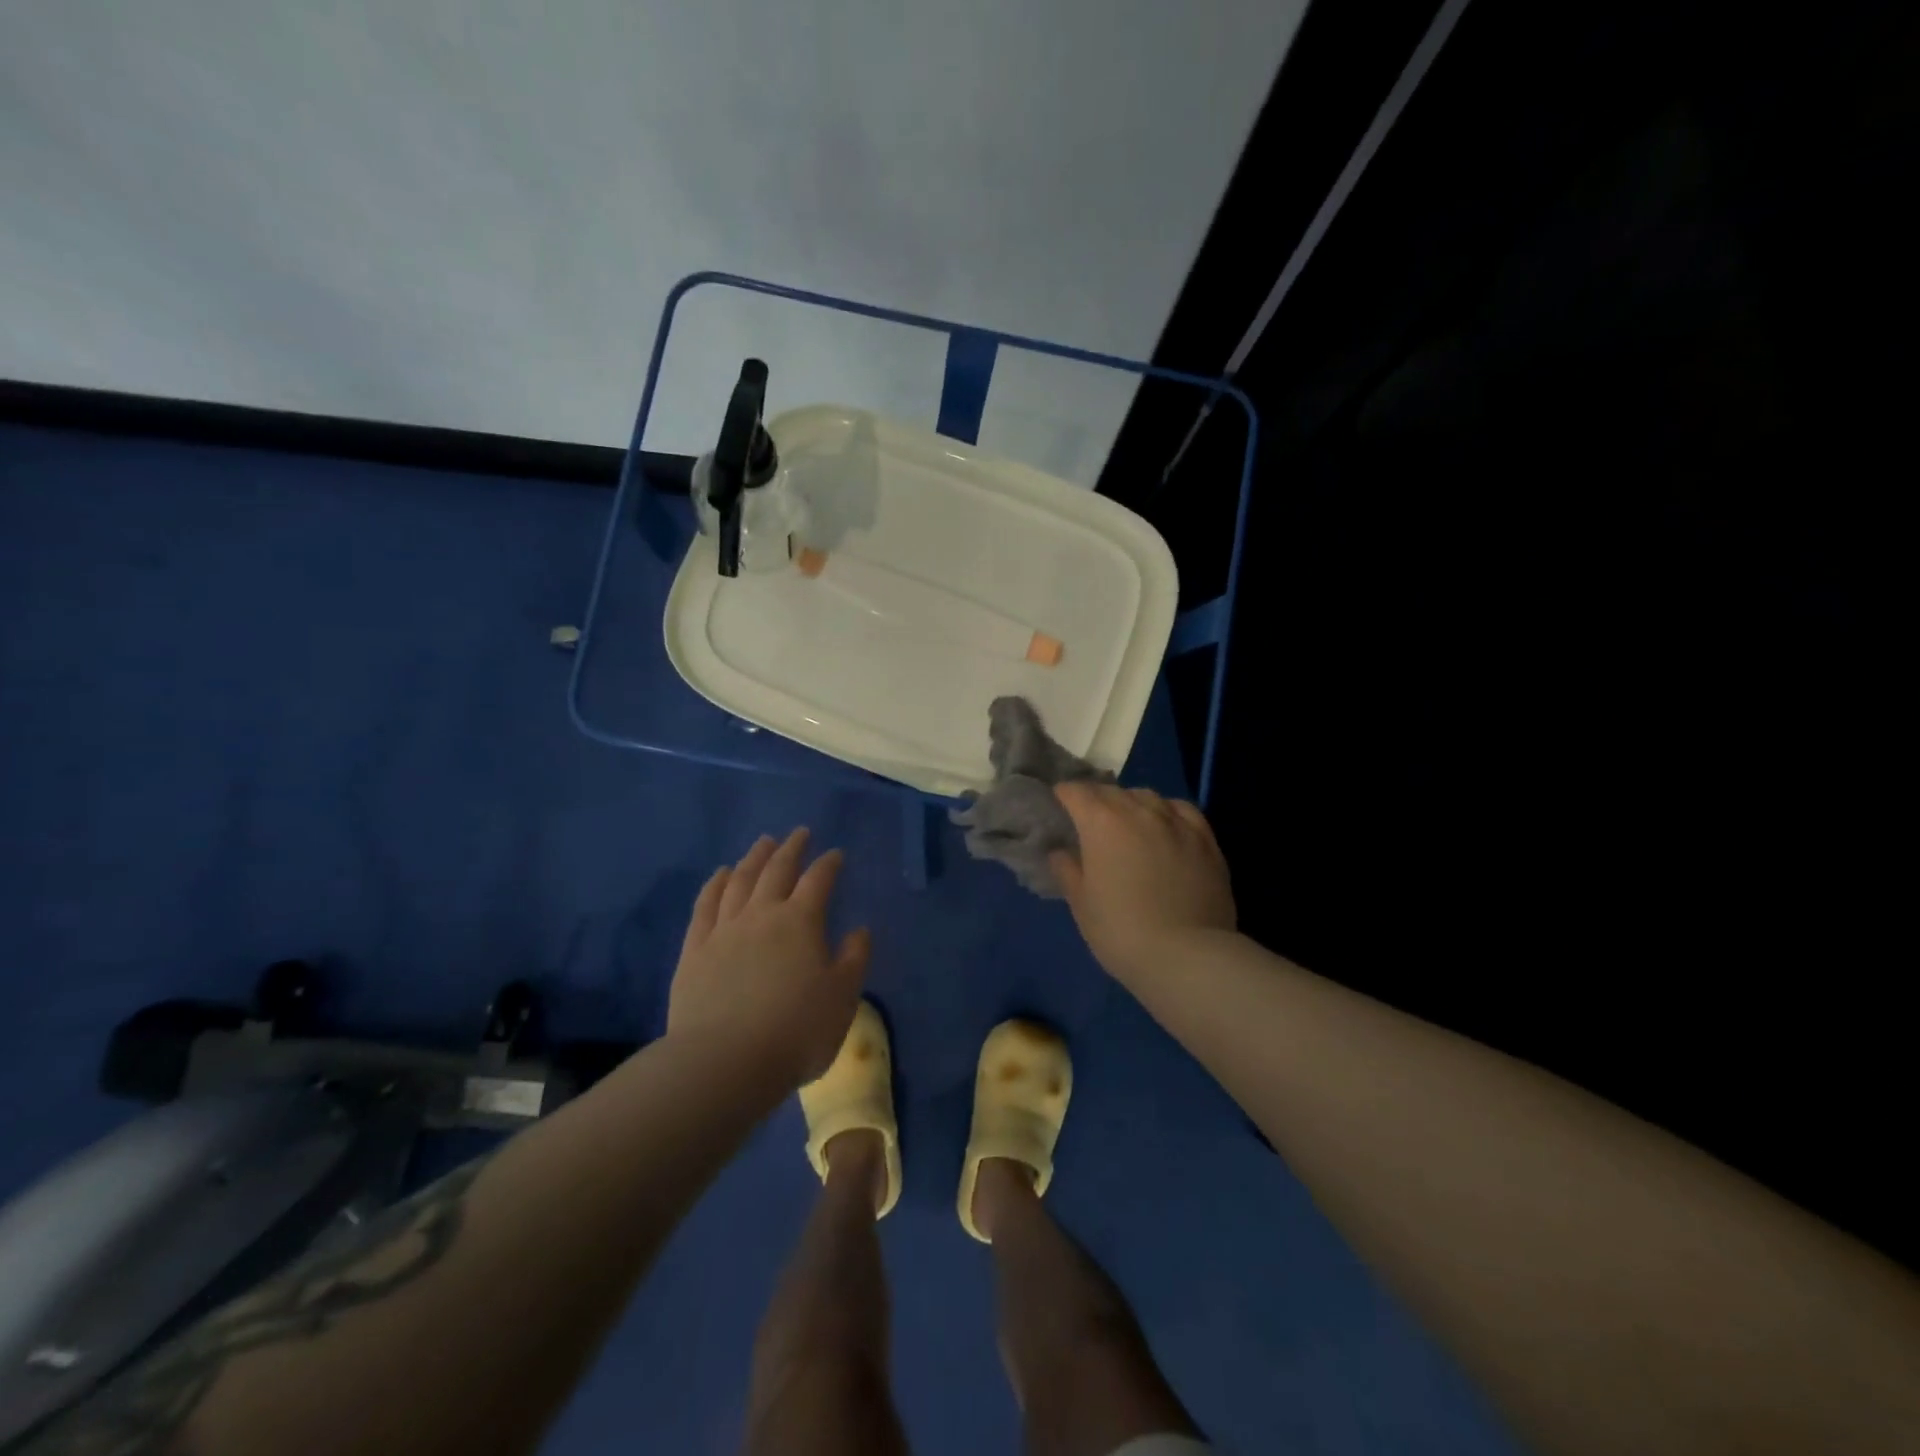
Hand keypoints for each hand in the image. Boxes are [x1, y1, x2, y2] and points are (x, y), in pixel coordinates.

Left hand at [668, 828, 872, 1086]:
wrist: (724, 1062)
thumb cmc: (795, 1031)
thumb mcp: (842, 998)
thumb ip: (854, 959)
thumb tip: (859, 930)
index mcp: (801, 921)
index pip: (819, 880)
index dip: (829, 864)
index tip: (836, 854)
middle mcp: (762, 914)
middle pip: (777, 870)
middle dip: (791, 848)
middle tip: (799, 833)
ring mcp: (724, 929)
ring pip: (741, 880)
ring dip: (754, 857)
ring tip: (763, 842)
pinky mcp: (695, 949)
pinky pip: (705, 905)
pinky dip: (716, 884)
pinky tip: (721, 874)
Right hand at [1051, 784, 1236, 981]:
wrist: (1188, 956)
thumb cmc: (1121, 931)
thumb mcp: (1082, 905)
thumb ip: (1068, 870)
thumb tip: (1061, 852)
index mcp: (1102, 822)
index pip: (1076, 792)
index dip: (1064, 795)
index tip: (1058, 803)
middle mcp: (1139, 811)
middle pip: (1111, 791)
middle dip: (1096, 799)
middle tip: (1088, 818)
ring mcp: (1176, 822)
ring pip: (1147, 796)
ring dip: (1131, 803)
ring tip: (1128, 820)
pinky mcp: (1206, 839)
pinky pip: (1181, 811)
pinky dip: (1166, 812)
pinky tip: (1166, 825)